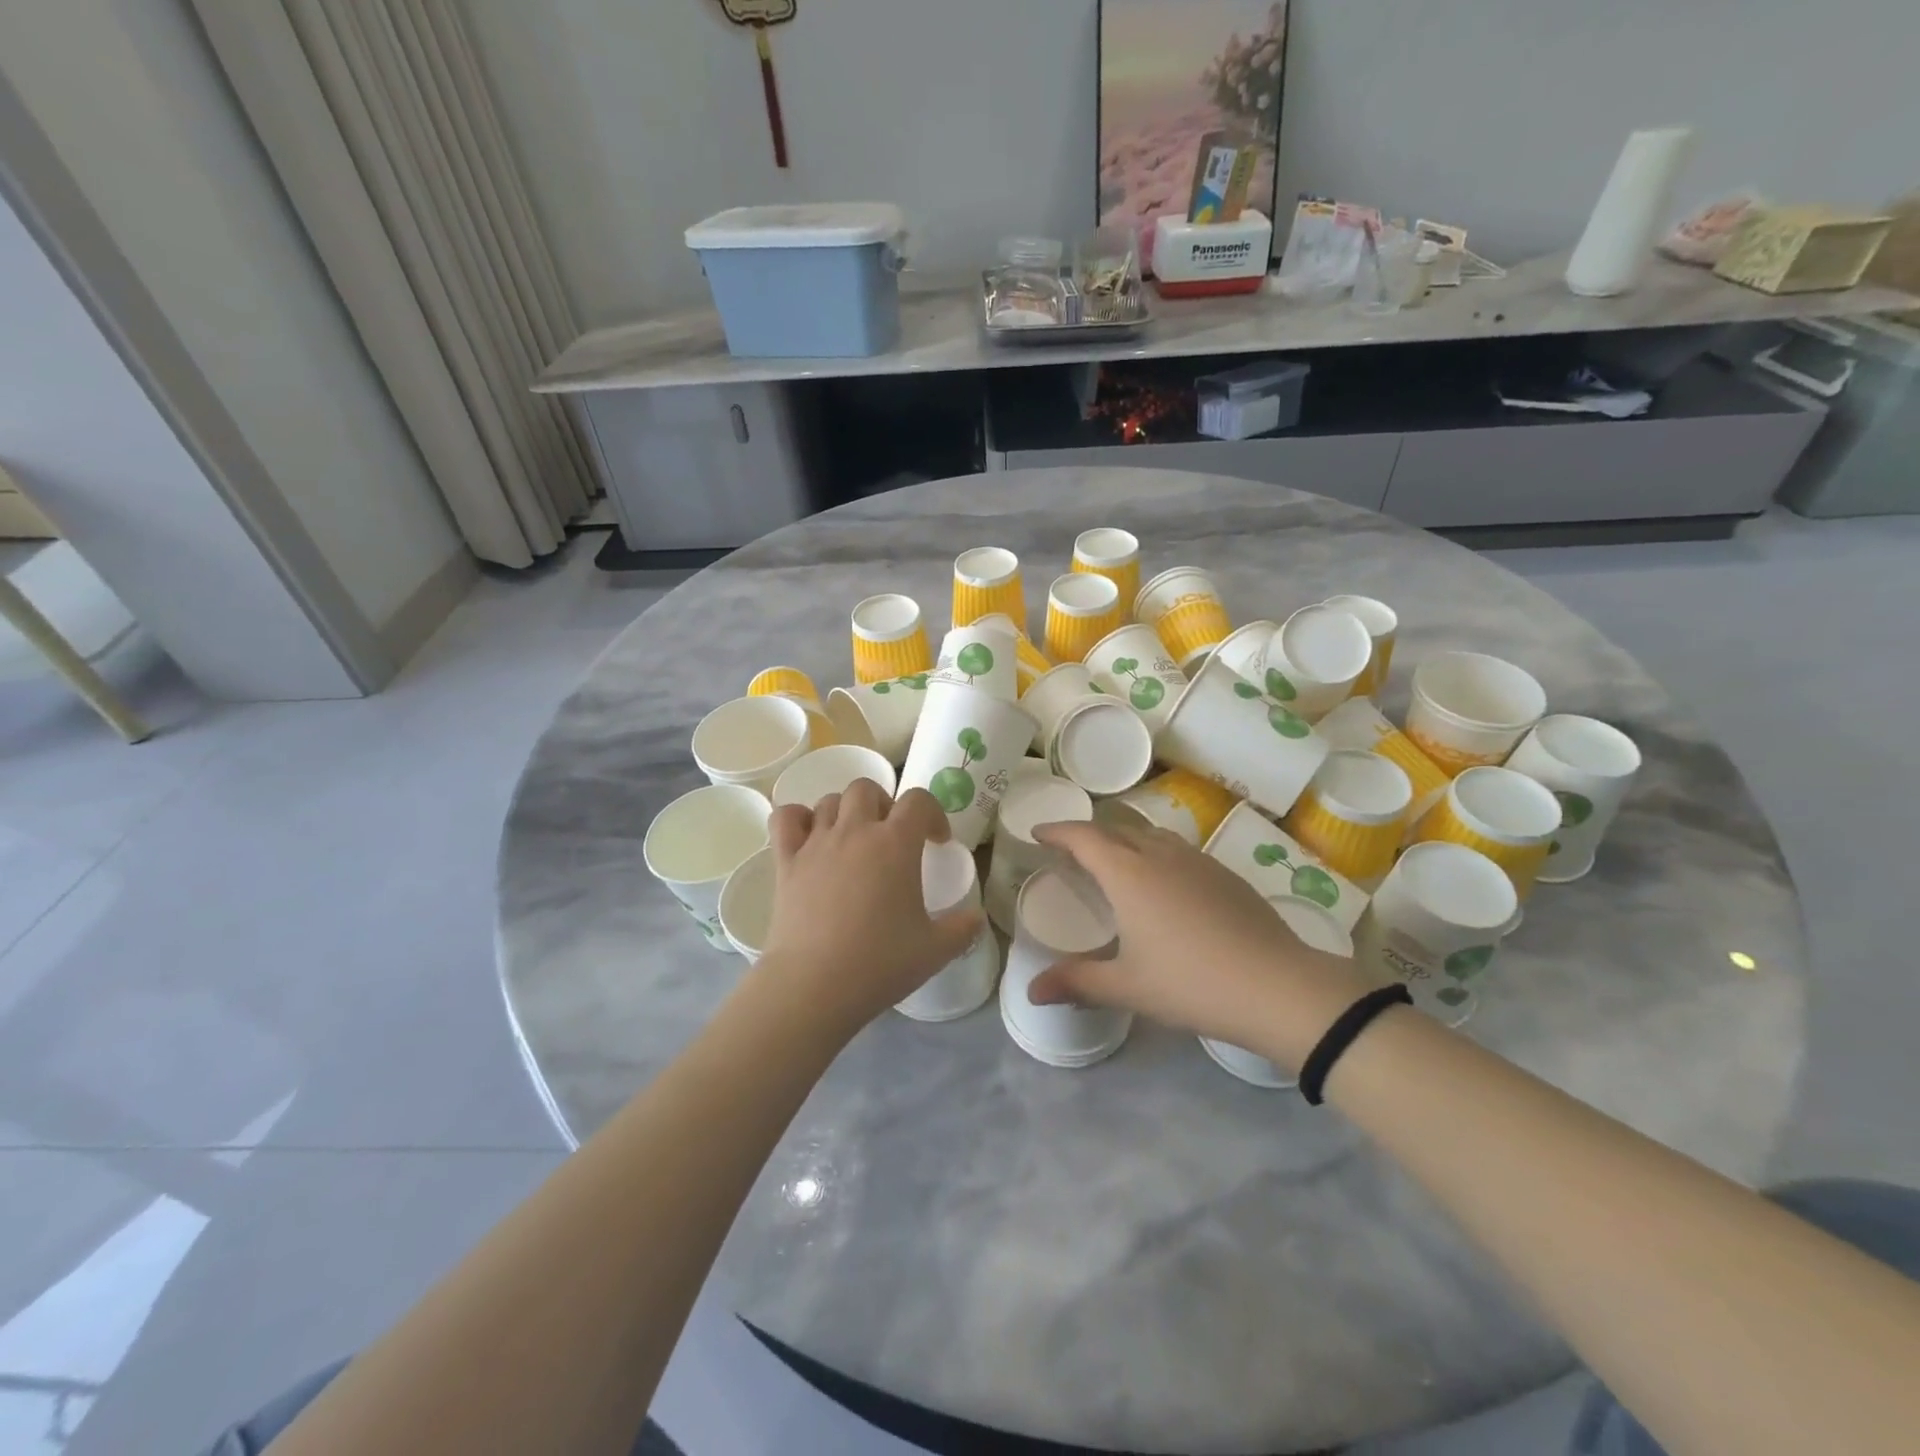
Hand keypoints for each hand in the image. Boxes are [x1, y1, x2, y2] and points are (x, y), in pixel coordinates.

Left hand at [757, 781, 983, 1034]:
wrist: (815, 985)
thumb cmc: (880, 963)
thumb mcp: (935, 950)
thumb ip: (962, 929)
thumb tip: (976, 917)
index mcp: (896, 843)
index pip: (919, 801)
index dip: (933, 814)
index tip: (936, 841)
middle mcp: (856, 831)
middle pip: (868, 789)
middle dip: (884, 805)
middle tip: (891, 838)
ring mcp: (816, 843)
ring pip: (829, 801)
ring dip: (845, 812)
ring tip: (853, 841)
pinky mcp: (786, 861)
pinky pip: (785, 818)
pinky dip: (796, 818)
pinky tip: (807, 836)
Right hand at [1028, 820, 1378, 1069]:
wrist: (1278, 986)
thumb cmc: (1192, 983)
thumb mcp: (1128, 987)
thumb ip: (1077, 983)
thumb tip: (1031, 992)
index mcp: (1129, 874)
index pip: (1084, 837)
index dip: (1058, 831)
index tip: (1038, 833)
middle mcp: (1160, 855)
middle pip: (1115, 829)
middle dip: (1088, 834)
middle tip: (1070, 851)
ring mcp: (1196, 860)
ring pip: (1149, 835)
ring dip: (1123, 839)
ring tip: (1113, 860)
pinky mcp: (1224, 873)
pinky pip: (1177, 848)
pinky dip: (1154, 851)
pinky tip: (1162, 881)